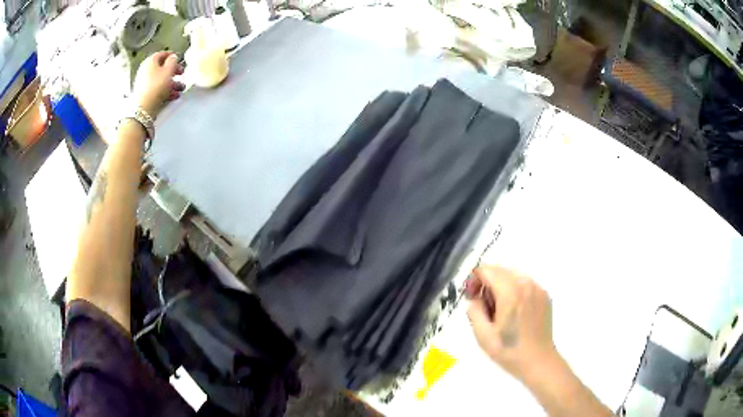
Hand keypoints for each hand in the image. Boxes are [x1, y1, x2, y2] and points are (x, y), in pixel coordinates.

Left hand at [133, 51, 184, 118]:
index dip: (173, 56)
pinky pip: (157, 88)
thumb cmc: (157, 86)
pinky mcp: (145, 93)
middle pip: (162, 68)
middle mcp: (146, 69)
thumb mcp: (169, 70)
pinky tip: (174, 96)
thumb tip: (173, 57)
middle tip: (182, 75)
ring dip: (172, 83)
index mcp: (151, 61)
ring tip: (181, 89)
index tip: (180, 61)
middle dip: (173, 72)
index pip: (163, 54)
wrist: (143, 108)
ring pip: (160, 80)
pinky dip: (165, 90)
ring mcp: (144, 82)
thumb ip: (173, 61)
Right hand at [467, 265, 557, 381]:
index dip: (474, 280)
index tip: (471, 296)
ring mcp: (538, 289)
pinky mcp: (544, 295)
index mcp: (510, 293)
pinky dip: (514, 289)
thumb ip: (474, 311)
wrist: (538, 361)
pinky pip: (525, 283)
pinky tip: (513, 311)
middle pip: (500, 269)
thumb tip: (474, 300)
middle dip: (487, 282)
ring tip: (498, 309)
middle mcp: (526, 284)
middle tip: (482, 304)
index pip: (487, 270)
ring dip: (501, 284)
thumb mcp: (483, 335)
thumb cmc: (509, 351)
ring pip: (513, 274)